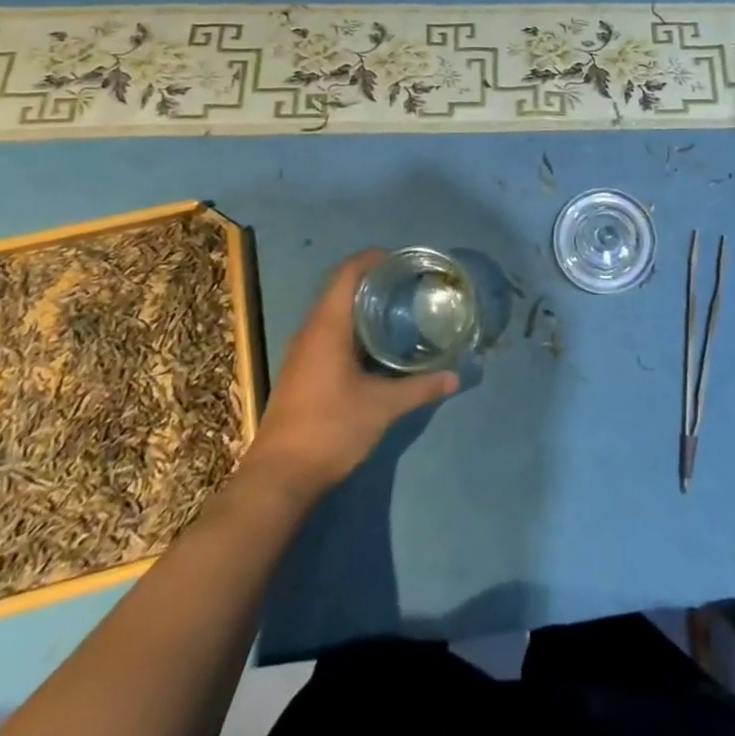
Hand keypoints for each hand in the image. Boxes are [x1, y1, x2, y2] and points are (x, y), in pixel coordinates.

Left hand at [242, 249, 458, 500]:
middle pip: (341, 287)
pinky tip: (377, 344)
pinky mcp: (302, 370)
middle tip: (410, 284)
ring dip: (363, 304)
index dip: (373, 258)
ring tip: (400, 308)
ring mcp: (303, 351)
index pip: (347, 272)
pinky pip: (329, 331)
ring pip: (334, 311)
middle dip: (374, 280)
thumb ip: (420, 388)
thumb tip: (455, 376)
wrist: (278, 478)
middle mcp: (311, 330)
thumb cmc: (330, 429)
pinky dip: (353, 325)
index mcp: (327, 326)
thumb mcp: (382, 408)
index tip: (404, 260)